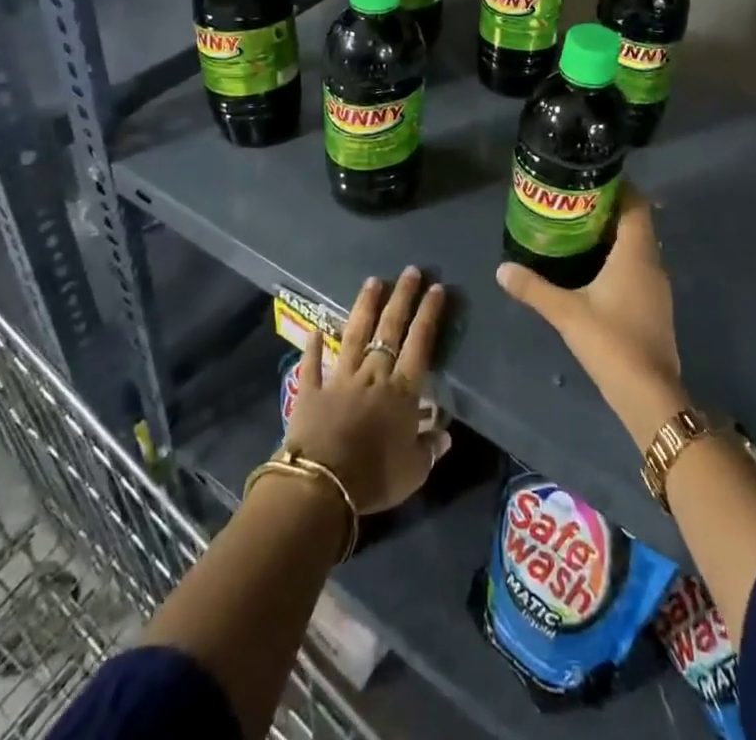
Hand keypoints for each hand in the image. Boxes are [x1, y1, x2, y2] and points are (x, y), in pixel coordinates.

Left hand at [284, 267, 450, 515]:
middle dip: (402, 298)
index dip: (429, 315)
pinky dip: (314, 345)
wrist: (320, 484)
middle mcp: (373, 374)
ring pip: (354, 335)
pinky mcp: (311, 390)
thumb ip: (429, 448)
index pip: (420, 343)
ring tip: (372, 281)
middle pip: (389, 329)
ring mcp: (340, 378)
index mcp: (402, 391)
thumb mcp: (413, 470)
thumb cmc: (374, 477)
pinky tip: (316, 327)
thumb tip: (444, 434)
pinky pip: (313, 363)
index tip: (436, 288)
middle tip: (410, 271)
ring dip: (364, 307)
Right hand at [497, 186, 689, 449]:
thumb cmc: (611, 342)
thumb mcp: (566, 312)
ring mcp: (657, 287)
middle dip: (609, 210)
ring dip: (614, 236)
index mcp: (636, 254)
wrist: (649, 395)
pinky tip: (594, 270)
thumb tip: (501, 268)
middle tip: (575, 204)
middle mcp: (652, 263)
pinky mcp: (655, 306)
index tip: (590, 180)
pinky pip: (638, 268)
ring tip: (579, 231)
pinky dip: (619, 259)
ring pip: (638, 247)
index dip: (618, 188)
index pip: (636, 204)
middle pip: (637, 223)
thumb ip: (533, 288)